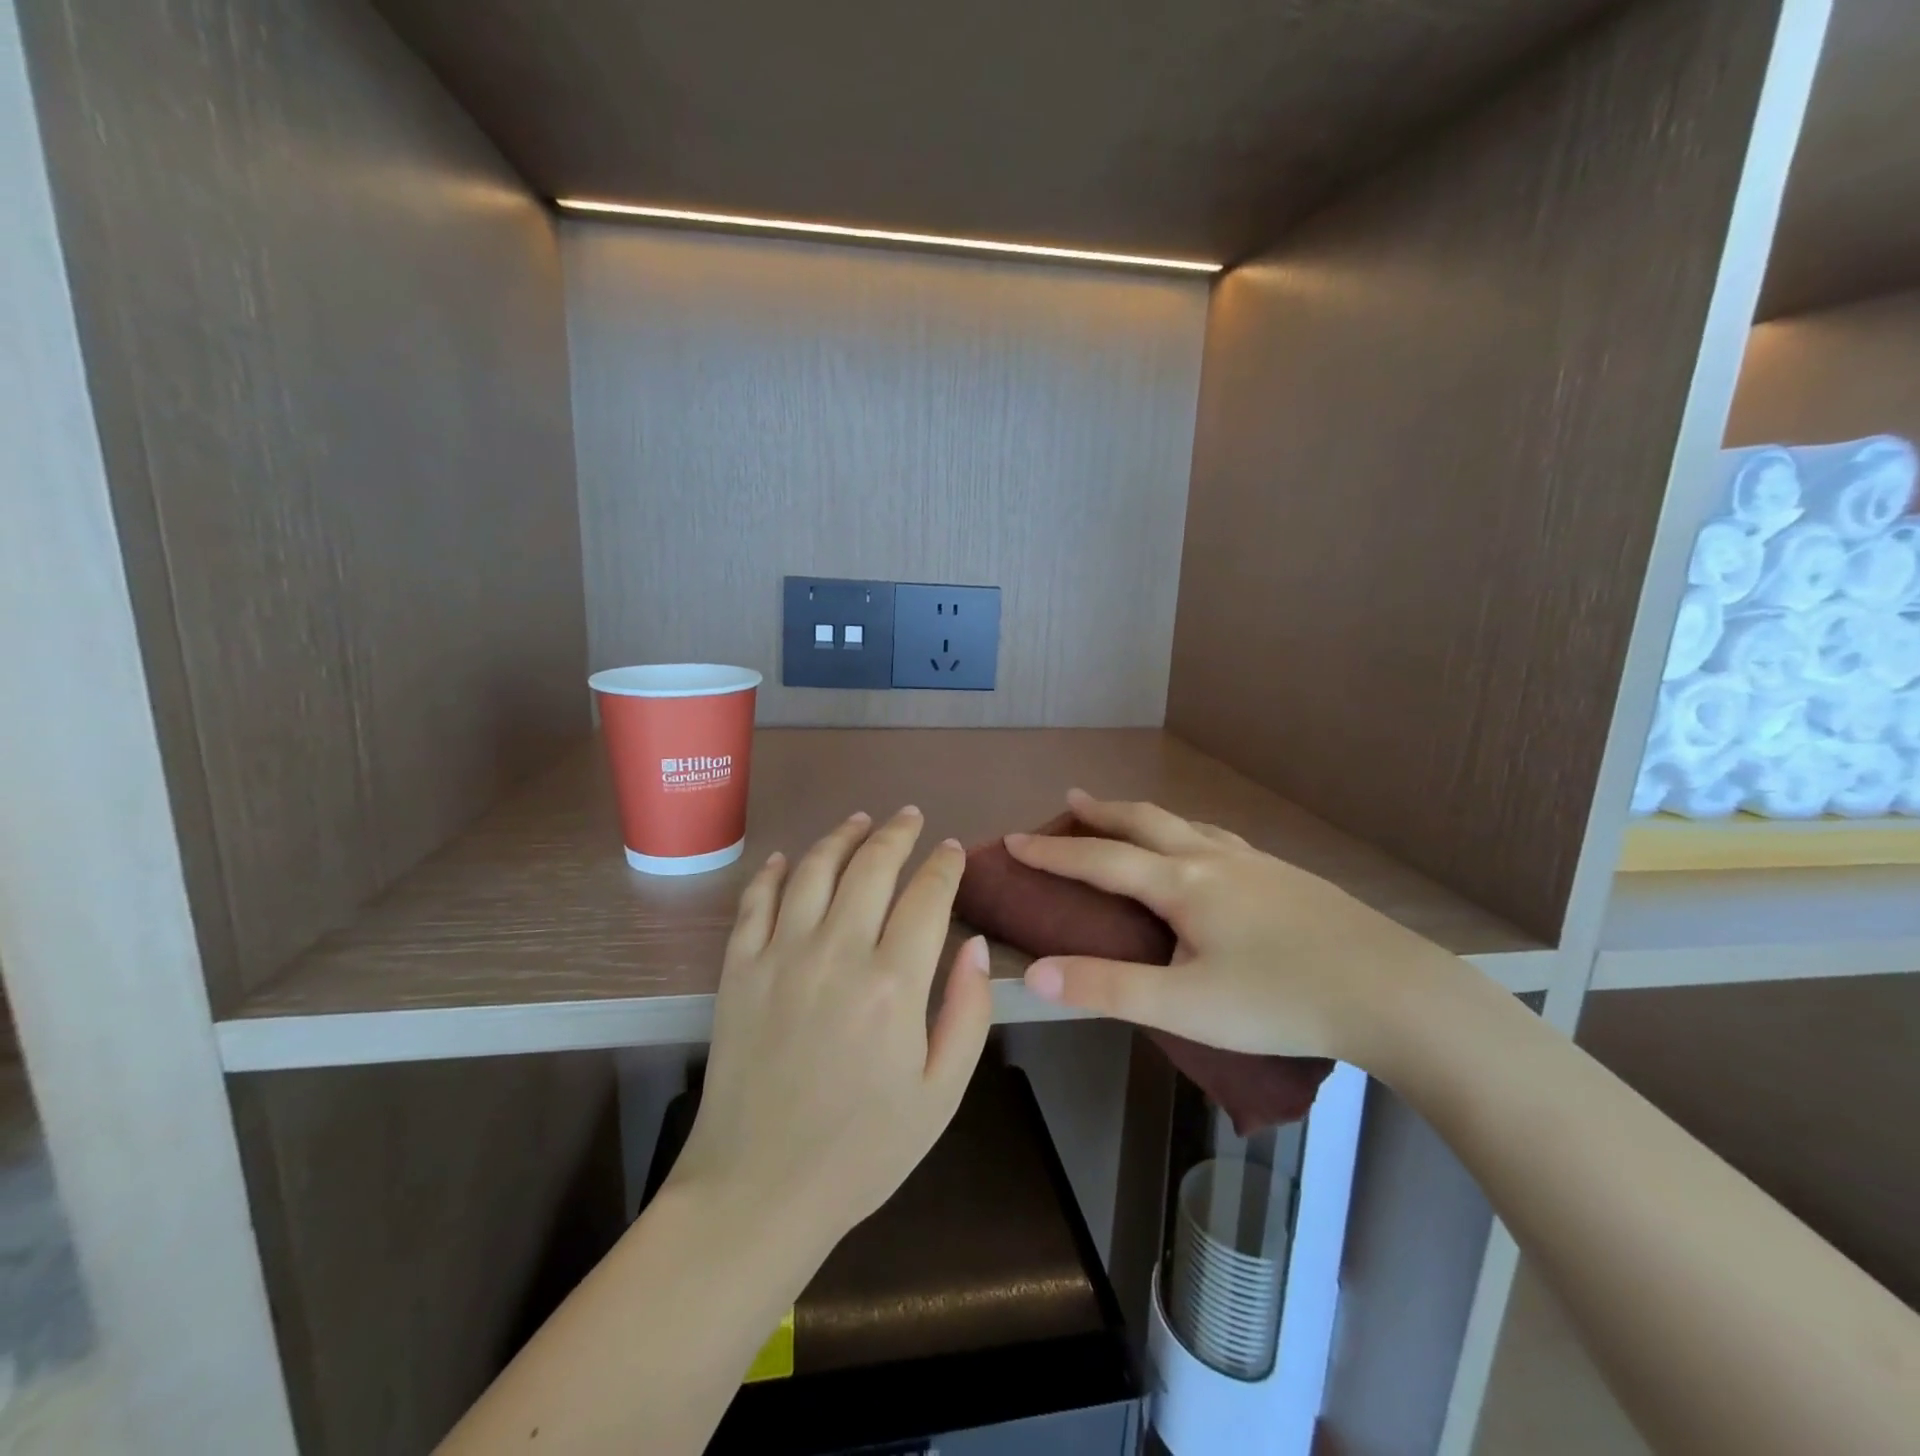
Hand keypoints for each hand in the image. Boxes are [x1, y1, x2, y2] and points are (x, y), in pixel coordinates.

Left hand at [665, 806, 993, 1254]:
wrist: (759, 1190)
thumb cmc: (862, 1149)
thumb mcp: (941, 1094)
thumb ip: (968, 1012)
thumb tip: (975, 944)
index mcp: (894, 984)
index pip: (927, 897)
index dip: (944, 865)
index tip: (952, 850)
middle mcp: (837, 953)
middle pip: (872, 867)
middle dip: (897, 834)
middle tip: (910, 817)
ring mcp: (780, 956)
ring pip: (815, 869)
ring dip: (841, 837)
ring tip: (860, 821)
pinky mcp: (738, 969)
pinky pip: (756, 901)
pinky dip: (774, 871)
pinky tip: (789, 858)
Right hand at [1008, 790, 1464, 1068]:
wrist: (1394, 993)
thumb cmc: (1281, 1000)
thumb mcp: (1185, 1006)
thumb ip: (1107, 988)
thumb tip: (1035, 974)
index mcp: (1183, 883)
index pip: (1100, 860)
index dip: (1052, 852)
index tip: (1013, 839)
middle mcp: (1214, 859)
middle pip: (1144, 822)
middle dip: (1101, 812)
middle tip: (1070, 801)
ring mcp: (1256, 863)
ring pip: (1186, 825)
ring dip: (1145, 817)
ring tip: (1128, 820)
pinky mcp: (1288, 877)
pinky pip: (1220, 839)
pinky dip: (1188, 833)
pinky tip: (1204, 852)